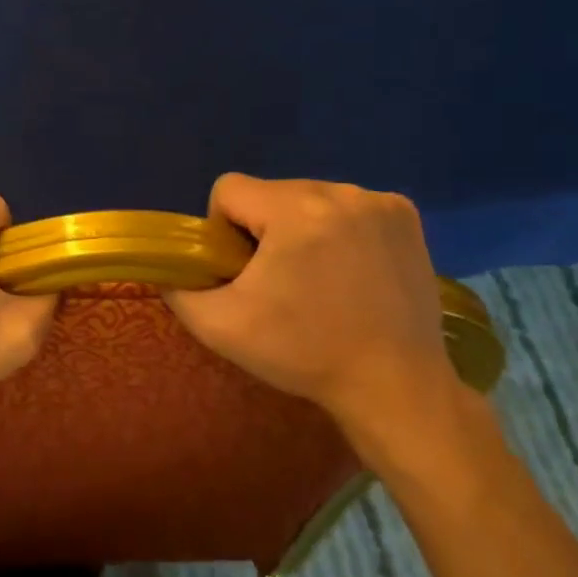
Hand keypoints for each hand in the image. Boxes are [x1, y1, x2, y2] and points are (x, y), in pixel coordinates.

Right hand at [164, 174, 463, 464]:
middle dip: (263, 229)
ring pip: (308, 198)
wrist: (396, 387)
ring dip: (301, 228)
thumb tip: (172, 268)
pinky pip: (347, 206)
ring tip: (320, 280)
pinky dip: (339, 230)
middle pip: (270, 193)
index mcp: (294, 210)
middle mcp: (340, 192)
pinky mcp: (405, 216)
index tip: (245, 272)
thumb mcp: (220, 327)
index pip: (229, 189)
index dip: (223, 230)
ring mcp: (379, 201)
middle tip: (281, 283)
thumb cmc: (304, 353)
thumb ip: (178, 288)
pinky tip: (351, 270)